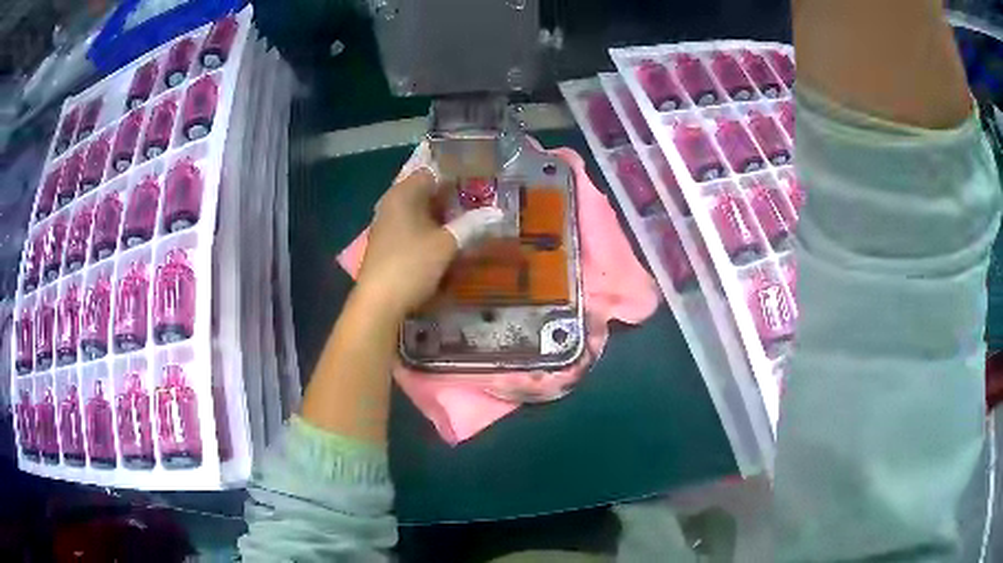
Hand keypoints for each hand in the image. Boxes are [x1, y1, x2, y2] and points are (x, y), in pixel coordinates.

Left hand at [357, 168, 503, 317]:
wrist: (379, 303)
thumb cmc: (411, 265)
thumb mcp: (447, 244)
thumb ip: (472, 225)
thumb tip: (497, 213)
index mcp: (403, 193)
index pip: (432, 172)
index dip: (457, 176)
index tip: (479, 183)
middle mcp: (392, 203)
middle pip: (426, 192)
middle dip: (452, 198)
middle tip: (480, 204)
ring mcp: (386, 225)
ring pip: (420, 212)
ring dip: (442, 217)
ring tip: (468, 223)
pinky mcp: (386, 244)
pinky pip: (412, 229)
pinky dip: (429, 231)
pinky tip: (446, 243)